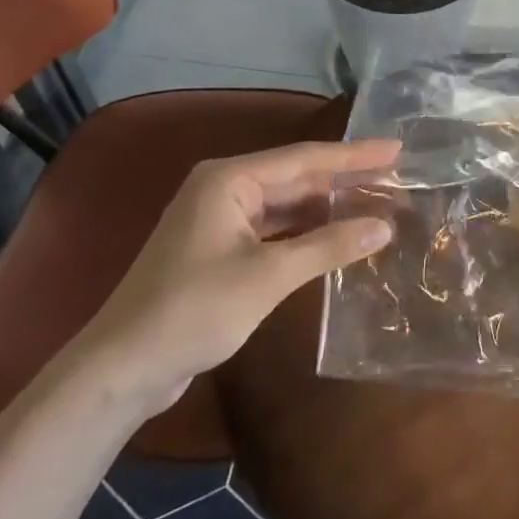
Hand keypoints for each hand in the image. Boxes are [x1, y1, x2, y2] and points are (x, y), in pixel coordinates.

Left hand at [70, 139, 400, 414]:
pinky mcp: (220, 248)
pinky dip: (306, 232)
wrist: (122, 369)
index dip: (355, 155)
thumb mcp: (268, 276)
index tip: (396, 150)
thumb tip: (385, 226)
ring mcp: (220, 219)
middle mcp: (225, 188)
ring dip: (328, 207)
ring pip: (287, 204)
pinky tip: (337, 236)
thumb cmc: (194, 310)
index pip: (305, 158)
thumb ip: (329, 247)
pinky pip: (274, 228)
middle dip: (344, 180)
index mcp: (230, 179)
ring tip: (376, 203)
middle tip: (395, 178)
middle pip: (297, 177)